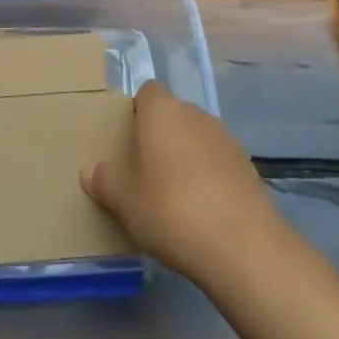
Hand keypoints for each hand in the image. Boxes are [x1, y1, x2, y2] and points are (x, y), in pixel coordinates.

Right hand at [81, 81, 284, 283]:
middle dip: (161, 136)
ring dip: (187, 156)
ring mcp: (226, 138)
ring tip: (175, 195)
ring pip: (197, 138)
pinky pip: (218, 161)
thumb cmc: (171, 211)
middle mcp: (195, 114)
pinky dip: (210, 176)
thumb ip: (105, 182)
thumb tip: (89, 171)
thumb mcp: (126, 202)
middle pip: (173, 115)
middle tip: (145, 171)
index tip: (128, 141)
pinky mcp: (248, 165)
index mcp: (162, 112)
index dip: (137, 111)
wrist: (242, 245)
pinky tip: (203, 210)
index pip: (147, 92)